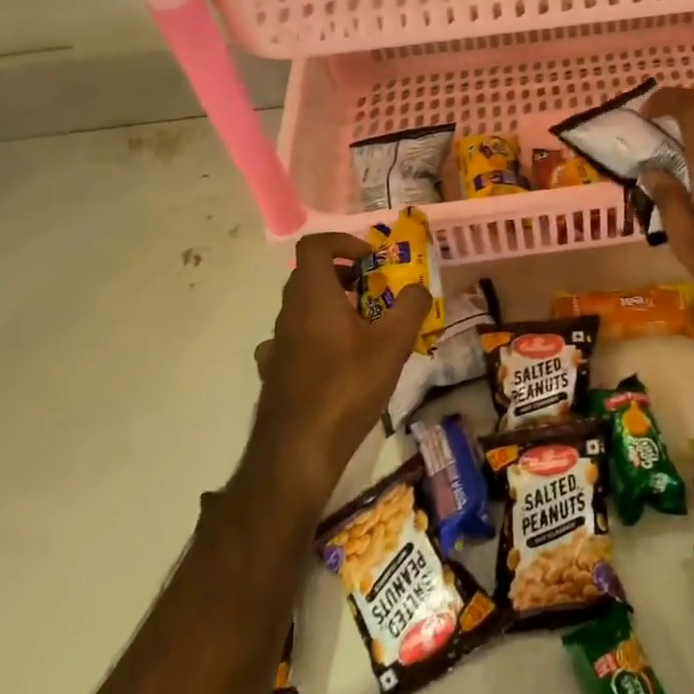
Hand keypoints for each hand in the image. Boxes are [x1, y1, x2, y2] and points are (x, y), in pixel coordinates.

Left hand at [249, 233, 431, 499]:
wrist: (298, 451)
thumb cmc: (347, 387)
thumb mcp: (392, 344)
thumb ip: (410, 307)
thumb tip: (419, 288)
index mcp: (312, 295)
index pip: (314, 245)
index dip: (342, 242)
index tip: (370, 259)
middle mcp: (288, 312)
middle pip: (309, 275)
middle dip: (345, 276)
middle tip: (376, 292)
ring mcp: (277, 344)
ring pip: (303, 309)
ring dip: (333, 307)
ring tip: (365, 330)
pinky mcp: (274, 373)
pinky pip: (296, 341)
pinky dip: (318, 339)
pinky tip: (338, 363)